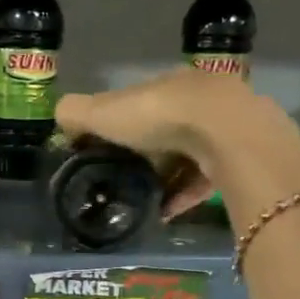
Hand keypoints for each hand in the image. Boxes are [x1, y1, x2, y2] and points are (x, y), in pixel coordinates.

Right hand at [56, 69, 299, 216]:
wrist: (227, 133)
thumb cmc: (159, 116)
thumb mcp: (105, 112)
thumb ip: (77, 113)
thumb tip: (58, 117)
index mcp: (168, 85)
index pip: (141, 103)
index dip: (121, 124)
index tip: (105, 150)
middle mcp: (200, 100)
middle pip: (168, 129)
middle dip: (148, 154)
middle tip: (125, 181)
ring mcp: (226, 128)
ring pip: (190, 155)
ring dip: (167, 179)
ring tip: (144, 204)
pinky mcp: (241, 158)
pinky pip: (207, 180)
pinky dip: (185, 196)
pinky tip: (167, 213)